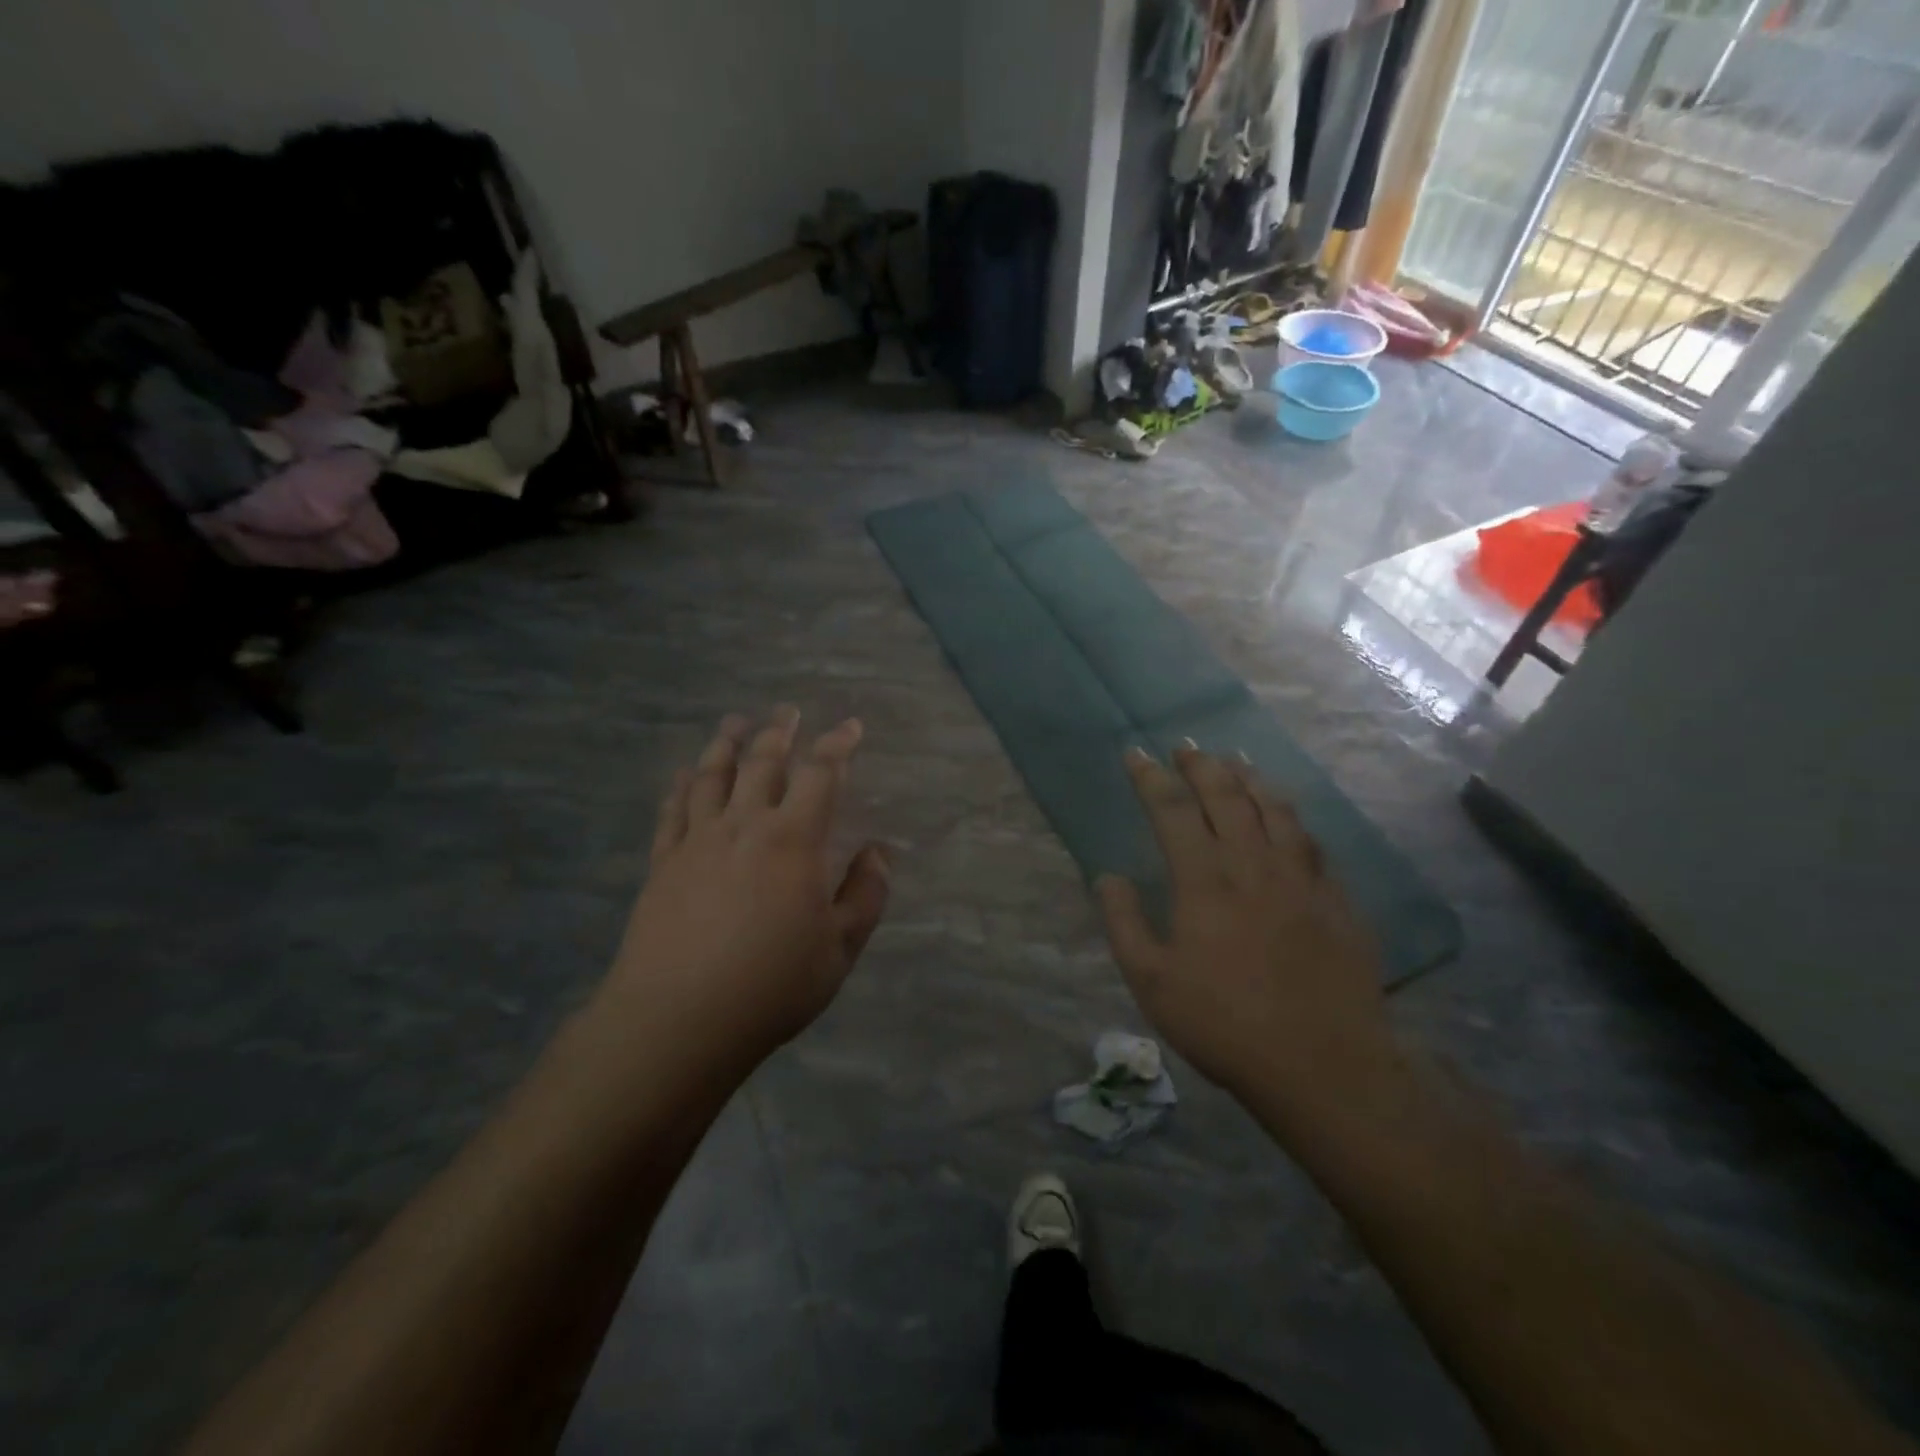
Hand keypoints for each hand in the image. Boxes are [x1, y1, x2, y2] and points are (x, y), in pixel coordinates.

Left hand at [603, 707, 891, 1073]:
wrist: (678, 1019)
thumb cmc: (772, 985)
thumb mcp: (840, 948)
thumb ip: (865, 895)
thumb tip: (879, 853)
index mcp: (793, 839)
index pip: (821, 774)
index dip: (838, 745)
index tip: (850, 727)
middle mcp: (744, 825)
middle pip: (762, 762)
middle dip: (779, 732)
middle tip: (788, 711)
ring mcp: (697, 841)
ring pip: (712, 776)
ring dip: (726, 744)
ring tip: (734, 723)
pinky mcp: (663, 863)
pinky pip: (672, 810)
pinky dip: (681, 785)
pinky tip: (683, 774)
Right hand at [1097, 744, 1398, 1124]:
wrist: (1323, 1064)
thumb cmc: (1224, 1024)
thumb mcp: (1152, 982)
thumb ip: (1124, 923)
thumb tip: (1107, 876)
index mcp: (1204, 880)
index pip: (1171, 809)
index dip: (1151, 777)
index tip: (1136, 755)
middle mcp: (1252, 864)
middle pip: (1226, 795)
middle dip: (1201, 765)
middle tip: (1185, 747)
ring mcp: (1300, 878)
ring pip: (1274, 809)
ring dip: (1250, 778)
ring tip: (1234, 761)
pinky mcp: (1335, 899)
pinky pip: (1311, 841)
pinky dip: (1291, 816)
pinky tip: (1287, 815)